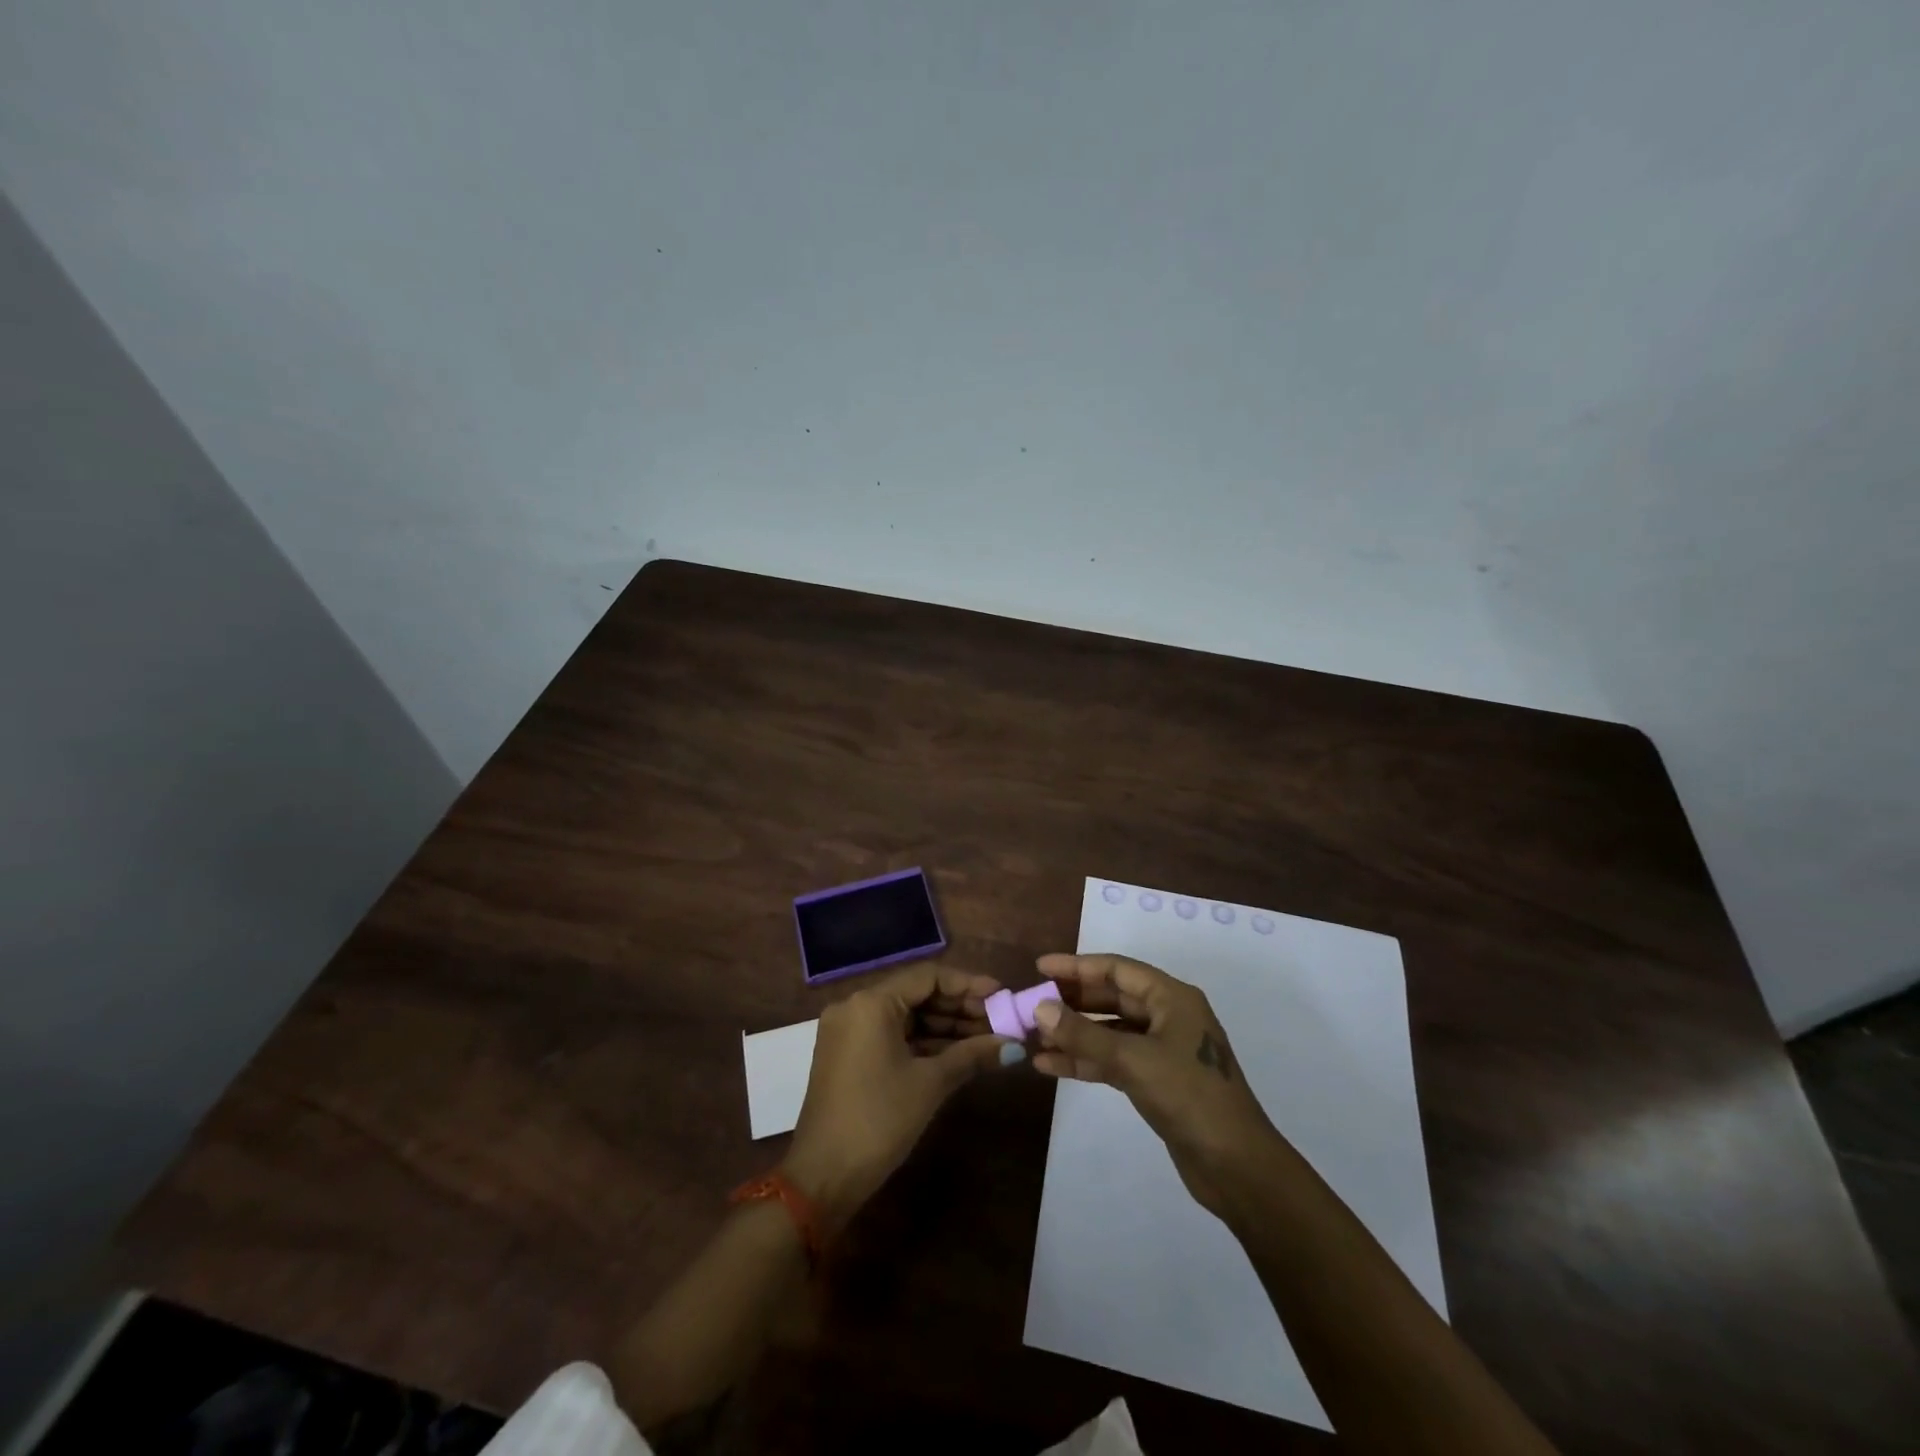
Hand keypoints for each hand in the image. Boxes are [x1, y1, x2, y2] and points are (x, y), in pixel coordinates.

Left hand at [780, 964, 1014, 1230]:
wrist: (823, 1178)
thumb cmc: (879, 1120)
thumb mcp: (931, 1083)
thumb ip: (973, 1055)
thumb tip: (1015, 1046)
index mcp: (872, 1002)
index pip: (928, 976)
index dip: (968, 984)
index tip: (1001, 995)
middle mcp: (856, 1006)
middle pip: (917, 994)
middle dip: (959, 1008)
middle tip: (999, 1021)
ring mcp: (849, 1031)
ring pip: (906, 1017)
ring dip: (945, 1027)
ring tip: (987, 1038)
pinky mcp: (848, 1054)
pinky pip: (892, 1035)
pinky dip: (923, 1042)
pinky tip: (958, 1053)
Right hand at [1031, 952, 1282, 1216]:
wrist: (1237, 1168)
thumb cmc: (1191, 1098)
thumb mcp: (1134, 1061)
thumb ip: (1084, 1035)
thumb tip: (1040, 1007)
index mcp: (1172, 998)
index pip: (1117, 969)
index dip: (1077, 966)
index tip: (1039, 968)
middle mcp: (1167, 1016)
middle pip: (1111, 998)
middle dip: (1071, 1002)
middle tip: (1030, 1004)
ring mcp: (1162, 1050)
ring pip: (1109, 1031)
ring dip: (1073, 1034)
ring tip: (1032, 1037)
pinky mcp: (1156, 1081)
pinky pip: (1112, 1060)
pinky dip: (1084, 1061)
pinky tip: (1049, 1066)